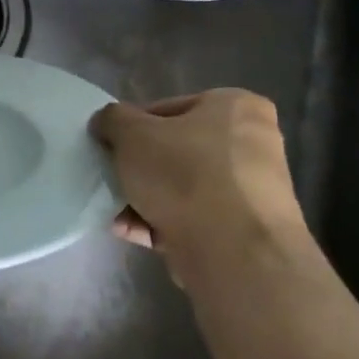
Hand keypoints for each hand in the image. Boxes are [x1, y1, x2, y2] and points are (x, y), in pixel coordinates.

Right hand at [90, 90, 305, 260]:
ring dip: (144, 199)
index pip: (168, 109)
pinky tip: (131, 232)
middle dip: (139, 168)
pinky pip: (191, 218)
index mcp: (236, 107)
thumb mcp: (131, 133)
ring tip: (116, 212)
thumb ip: (113, 119)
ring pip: (181, 187)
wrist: (232, 251)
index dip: (132, 127)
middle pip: (175, 150)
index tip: (111, 148)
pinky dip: (161, 223)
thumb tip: (107, 122)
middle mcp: (251, 143)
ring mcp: (251, 190)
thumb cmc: (184, 174)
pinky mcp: (242, 230)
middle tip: (113, 178)